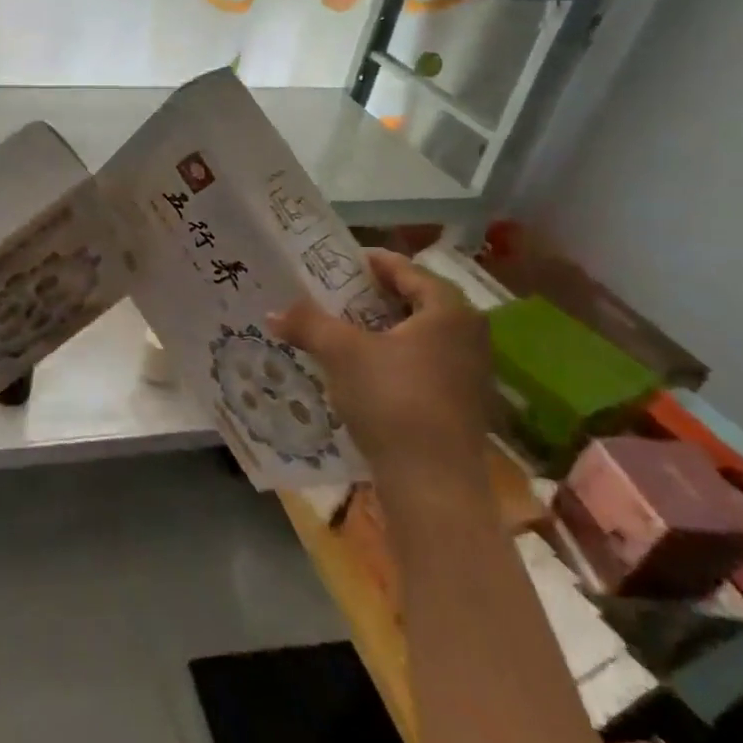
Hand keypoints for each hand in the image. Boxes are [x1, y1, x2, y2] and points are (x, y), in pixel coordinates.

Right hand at [267, 249, 492, 492]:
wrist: (432, 480)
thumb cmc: (393, 399)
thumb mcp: (342, 353)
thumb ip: (308, 324)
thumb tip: (273, 312)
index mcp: (448, 310)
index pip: (408, 270)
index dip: (371, 262)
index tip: (339, 262)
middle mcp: (468, 333)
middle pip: (415, 301)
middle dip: (373, 297)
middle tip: (335, 294)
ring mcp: (469, 370)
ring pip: (418, 335)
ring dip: (381, 329)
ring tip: (342, 330)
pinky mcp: (461, 401)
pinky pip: (422, 362)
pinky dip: (393, 356)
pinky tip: (362, 369)